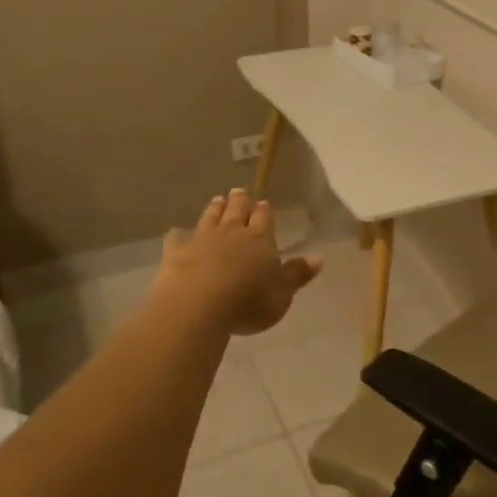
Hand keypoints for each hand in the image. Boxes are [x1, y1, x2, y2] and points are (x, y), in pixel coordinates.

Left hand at [154, 190, 322, 335]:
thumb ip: (298, 274)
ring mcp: (202, 239)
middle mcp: (232, 233)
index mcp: (260, 239)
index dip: (263, 211)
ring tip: (218, 199)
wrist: (197, 305)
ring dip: (215, 208)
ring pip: (210, 217)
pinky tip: (177, 233)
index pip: (263, 219)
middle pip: (237, 210)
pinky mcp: (176, 252)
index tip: (263, 202)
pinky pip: (178, 238)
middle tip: (239, 191)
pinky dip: (179, 235)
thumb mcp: (282, 294)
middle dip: (240, 201)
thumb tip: (319, 258)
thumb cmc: (248, 302)